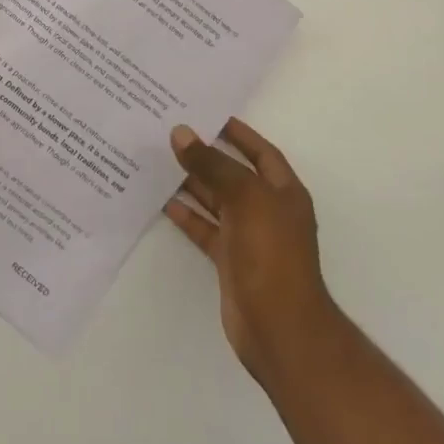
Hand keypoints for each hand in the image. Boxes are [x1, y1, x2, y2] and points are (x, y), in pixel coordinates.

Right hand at [165, 118, 337, 380]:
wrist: (280, 329)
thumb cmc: (271, 253)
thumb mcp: (245, 198)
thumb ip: (212, 165)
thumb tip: (181, 133)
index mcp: (283, 191)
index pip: (260, 151)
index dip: (238, 133)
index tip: (207, 114)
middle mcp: (267, 210)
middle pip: (234, 174)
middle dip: (207, 155)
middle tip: (172, 132)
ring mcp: (249, 237)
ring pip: (217, 200)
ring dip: (193, 182)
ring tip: (161, 159)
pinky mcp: (230, 260)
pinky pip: (206, 228)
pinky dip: (187, 215)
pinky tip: (164, 200)